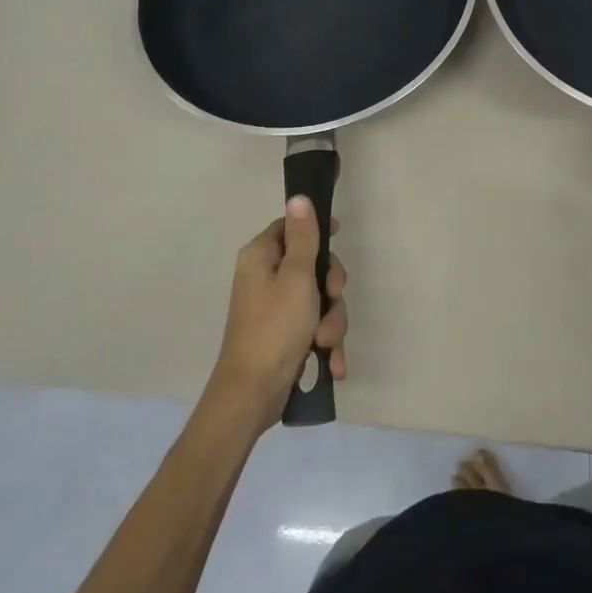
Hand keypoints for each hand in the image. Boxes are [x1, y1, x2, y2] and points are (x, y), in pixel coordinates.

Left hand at [208, 196, 348, 429]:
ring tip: (325, 344)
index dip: (316, 230)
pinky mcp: (284, 335)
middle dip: (331, 289)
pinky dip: (325, 344)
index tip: (339, 237)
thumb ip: (303, 237)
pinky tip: (331, 364)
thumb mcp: (297, 277)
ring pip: (319, 300)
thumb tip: (298, 197)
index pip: (290, 227)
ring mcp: (275, 308)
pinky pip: (313, 327)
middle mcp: (265, 278)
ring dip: (331, 322)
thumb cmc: (275, 328)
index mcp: (261, 257)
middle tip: (332, 299)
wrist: (252, 395)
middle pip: (312, 265)